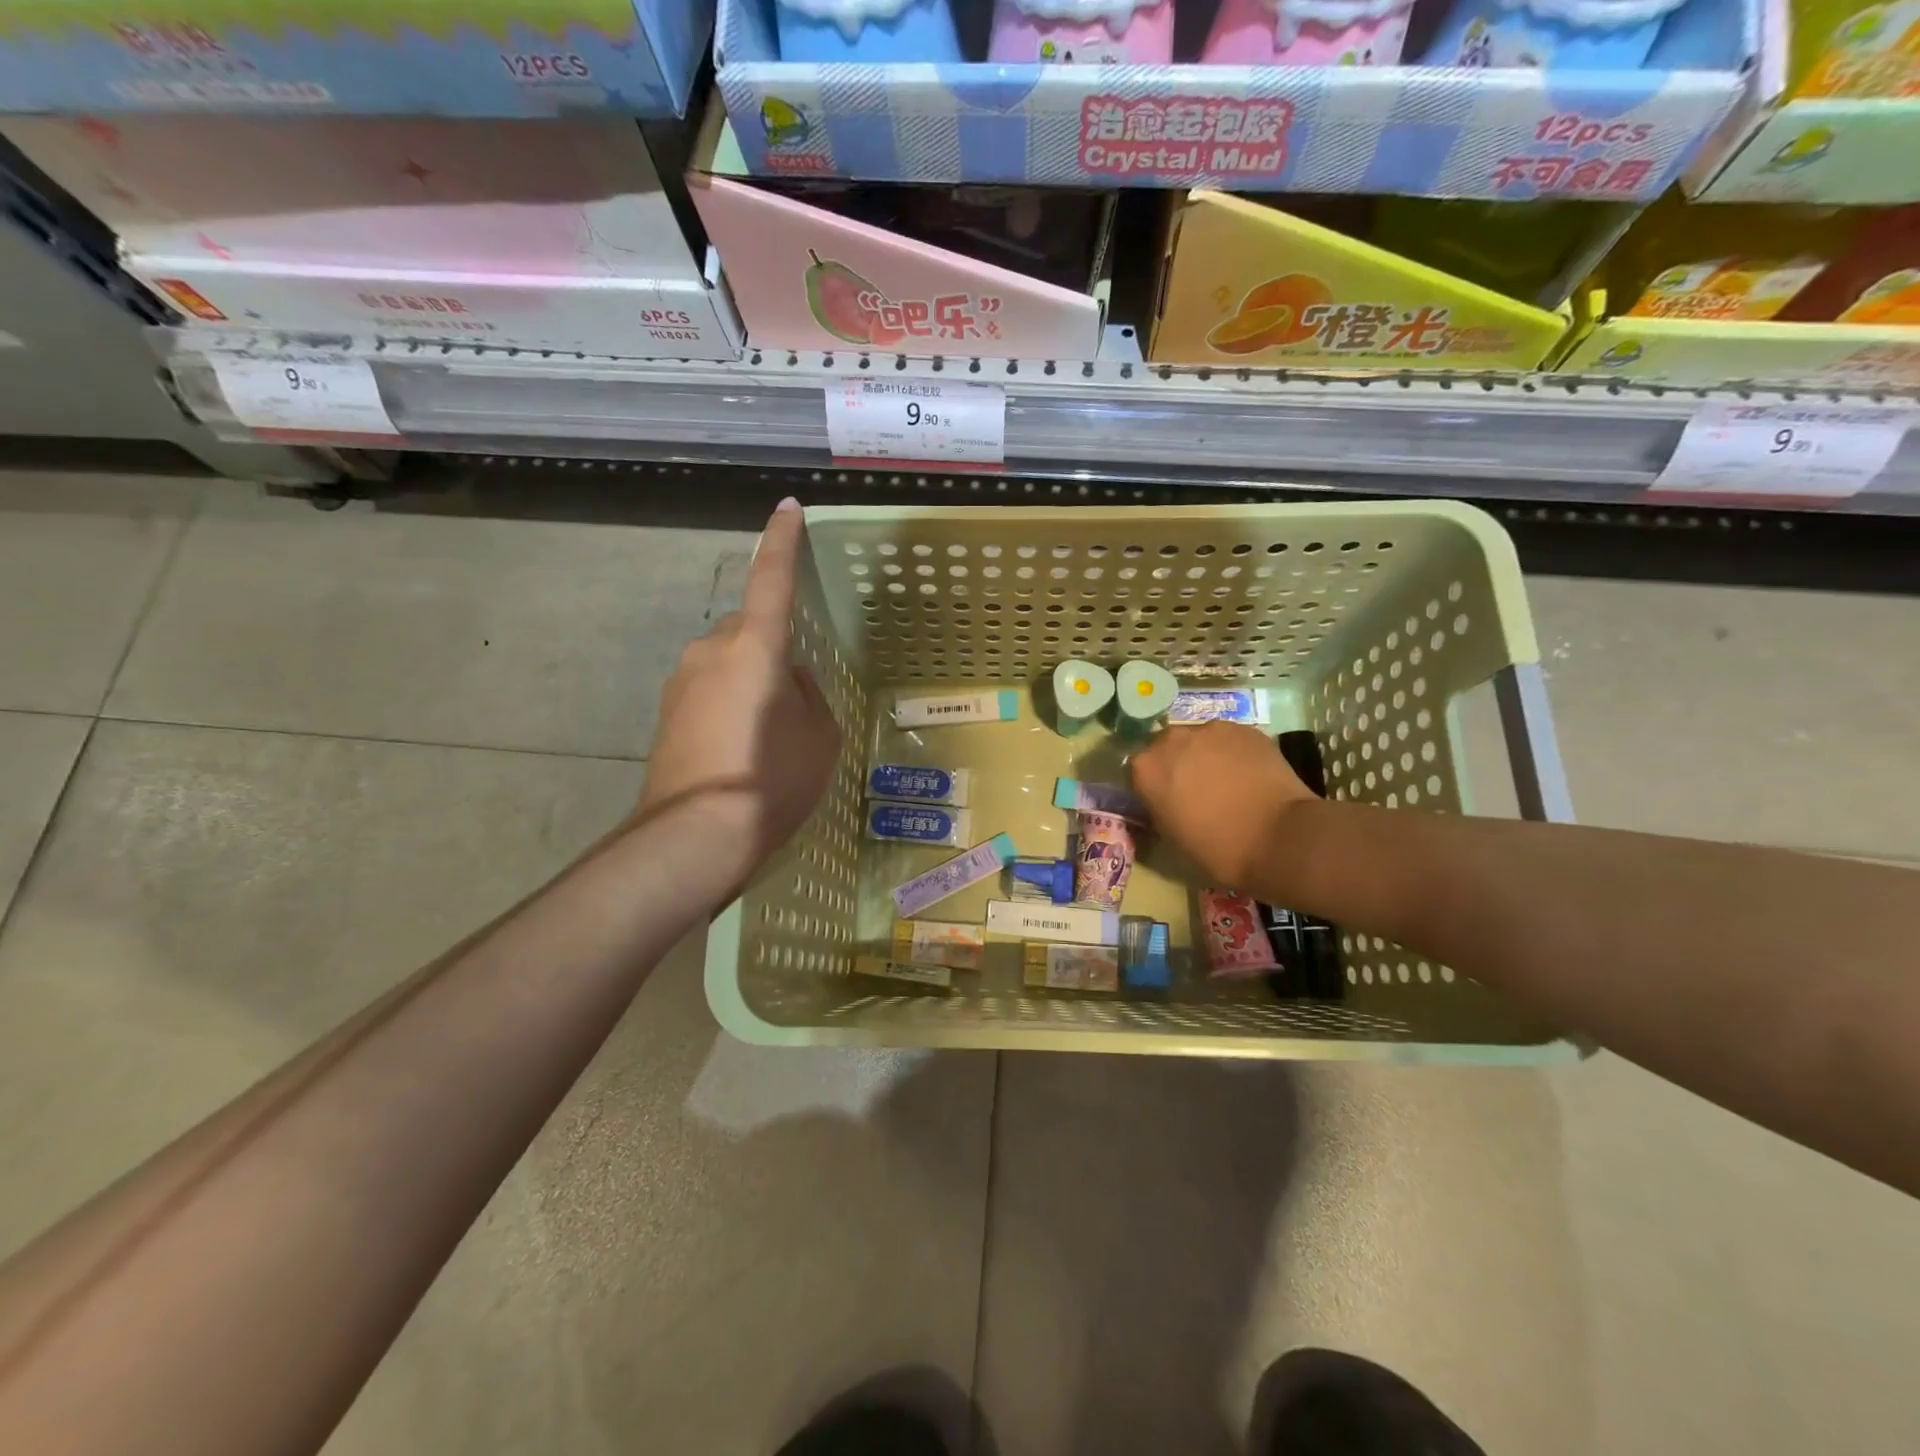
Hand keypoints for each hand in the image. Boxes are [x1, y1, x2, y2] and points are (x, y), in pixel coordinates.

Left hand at [635, 499, 840, 895]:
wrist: (694, 835)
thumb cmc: (772, 779)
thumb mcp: (819, 737)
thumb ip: (808, 694)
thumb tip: (787, 682)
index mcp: (755, 647)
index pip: (772, 579)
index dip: (782, 542)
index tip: (787, 508)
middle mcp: (711, 650)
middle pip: (748, 630)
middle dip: (771, 648)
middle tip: (795, 698)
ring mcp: (681, 680)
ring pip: (728, 661)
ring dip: (750, 680)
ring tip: (769, 734)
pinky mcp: (666, 711)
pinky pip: (709, 688)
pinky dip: (730, 703)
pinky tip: (741, 748)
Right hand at [1129, 721, 1314, 890]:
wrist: (1279, 838)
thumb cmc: (1217, 849)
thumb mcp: (1171, 836)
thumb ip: (1159, 808)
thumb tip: (1164, 801)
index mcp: (1145, 769)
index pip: (1137, 769)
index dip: (1151, 784)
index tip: (1164, 799)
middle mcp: (1171, 740)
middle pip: (1166, 746)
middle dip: (1176, 763)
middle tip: (1195, 788)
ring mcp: (1210, 729)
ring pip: (1199, 739)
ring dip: (1205, 754)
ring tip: (1227, 780)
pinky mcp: (1244, 728)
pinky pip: (1229, 739)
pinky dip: (1233, 752)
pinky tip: (1249, 774)